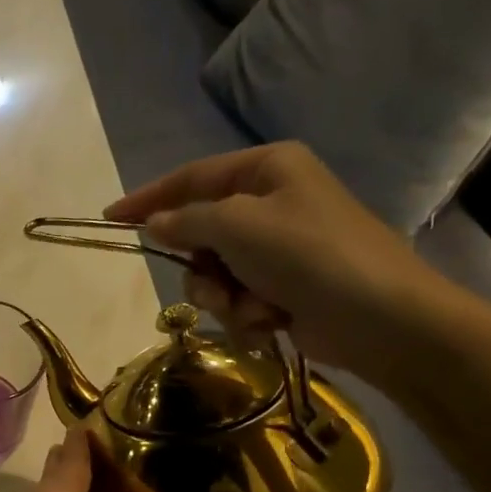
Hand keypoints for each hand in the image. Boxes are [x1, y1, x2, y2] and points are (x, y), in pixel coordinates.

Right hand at [104, 142, 462, 386]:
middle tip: (216, 284)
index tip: (110, 219)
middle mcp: (271, 203)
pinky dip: (248, 315)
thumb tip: (156, 223)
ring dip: (225, 298)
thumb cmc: (309, 255)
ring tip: (254, 309)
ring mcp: (279, 249)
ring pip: (215, 274)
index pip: (191, 178)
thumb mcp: (238, 226)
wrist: (379, 317)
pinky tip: (273, 321)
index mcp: (267, 169)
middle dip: (202, 268)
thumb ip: (187, 220)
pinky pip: (239, 300)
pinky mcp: (284, 288)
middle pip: (201, 233)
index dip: (148, 198)